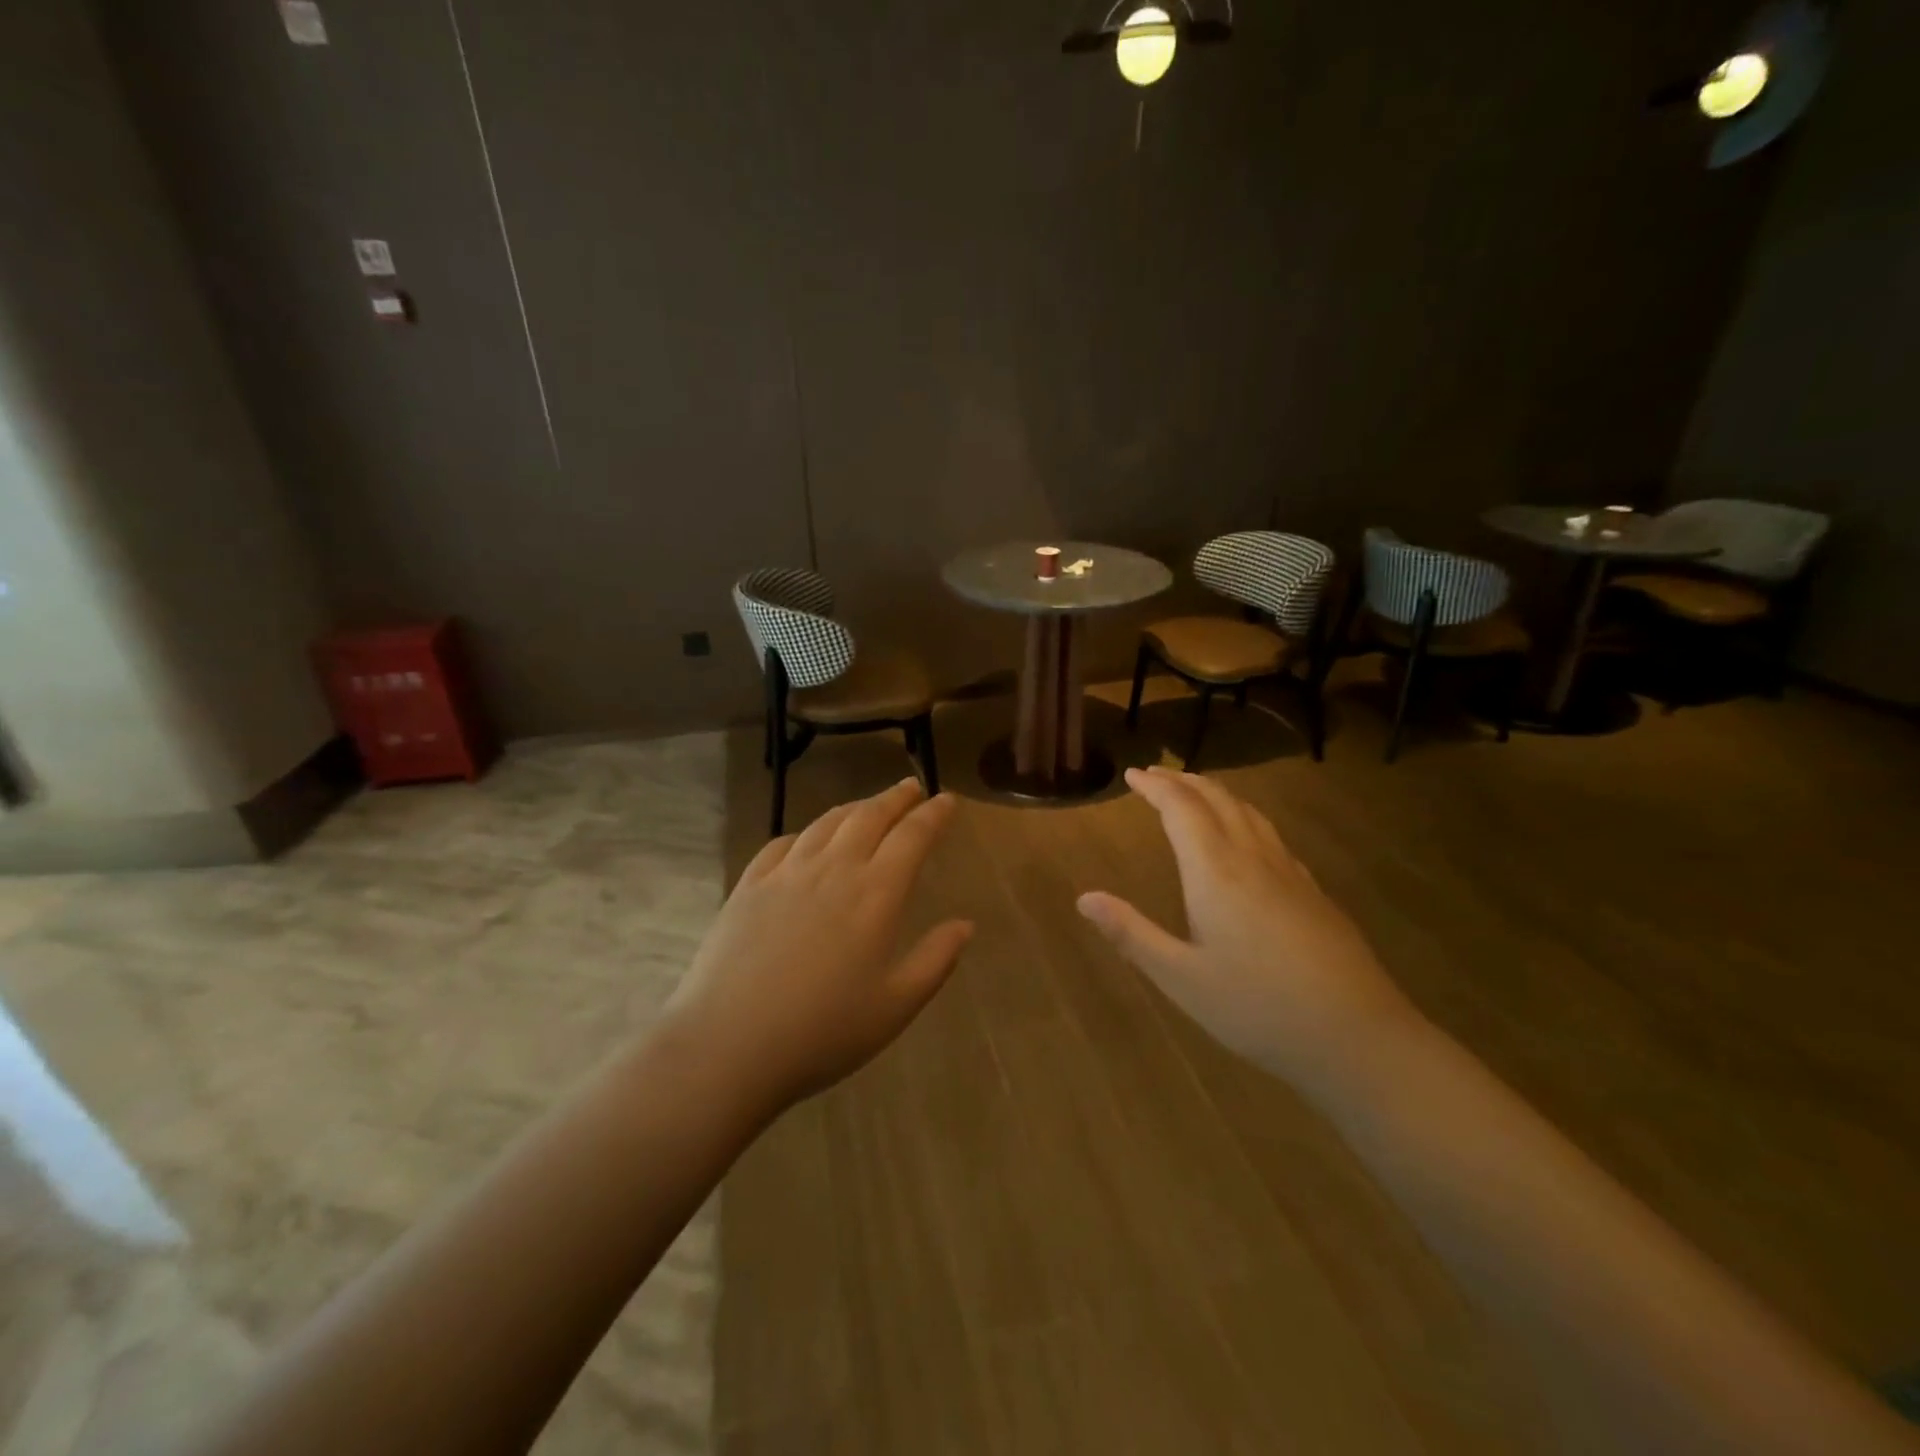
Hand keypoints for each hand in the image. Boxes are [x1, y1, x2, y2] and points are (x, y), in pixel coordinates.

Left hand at [664, 778, 973, 1113]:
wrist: (728, 1045)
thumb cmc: (823, 1032)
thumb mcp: (895, 1006)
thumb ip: (935, 960)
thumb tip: (965, 925)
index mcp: (875, 894)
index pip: (912, 837)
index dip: (933, 814)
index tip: (947, 800)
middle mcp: (833, 870)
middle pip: (869, 817)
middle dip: (895, 798)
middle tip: (911, 787)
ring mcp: (786, 874)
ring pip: (826, 823)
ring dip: (854, 808)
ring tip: (868, 806)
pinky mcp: (748, 886)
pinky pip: (782, 844)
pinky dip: (805, 832)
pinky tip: (806, 840)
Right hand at [1077, 767, 1415, 1085]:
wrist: (1357, 1037)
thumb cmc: (1257, 1008)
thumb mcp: (1181, 978)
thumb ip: (1132, 934)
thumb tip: (1084, 898)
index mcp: (1216, 872)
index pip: (1181, 809)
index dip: (1155, 787)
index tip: (1134, 773)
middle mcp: (1253, 859)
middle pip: (1218, 800)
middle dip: (1184, 781)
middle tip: (1157, 774)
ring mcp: (1290, 873)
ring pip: (1249, 813)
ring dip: (1217, 793)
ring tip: (1195, 791)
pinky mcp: (1314, 892)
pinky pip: (1271, 835)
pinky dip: (1245, 817)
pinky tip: (1247, 839)